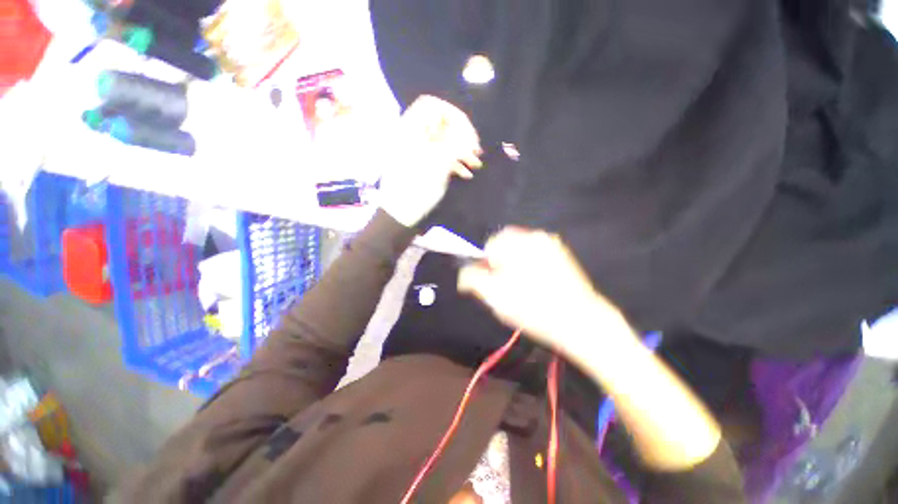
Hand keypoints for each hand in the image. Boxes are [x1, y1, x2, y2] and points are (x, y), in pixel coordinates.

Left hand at [378, 95, 481, 227]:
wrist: (401, 213)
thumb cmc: (416, 187)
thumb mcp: (438, 163)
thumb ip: (455, 143)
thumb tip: (467, 136)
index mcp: (410, 129)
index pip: (432, 105)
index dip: (452, 114)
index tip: (467, 131)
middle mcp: (413, 136)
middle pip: (440, 125)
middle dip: (462, 136)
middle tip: (476, 150)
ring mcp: (418, 152)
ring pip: (443, 143)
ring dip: (461, 151)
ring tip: (476, 164)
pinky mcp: (422, 166)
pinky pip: (439, 157)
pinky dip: (454, 163)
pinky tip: (466, 174)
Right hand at [457, 228, 632, 357]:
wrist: (579, 320)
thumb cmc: (533, 308)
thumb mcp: (495, 296)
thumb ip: (473, 279)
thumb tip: (464, 274)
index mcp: (517, 243)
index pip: (490, 246)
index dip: (487, 265)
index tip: (493, 282)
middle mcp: (534, 236)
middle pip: (505, 246)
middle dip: (501, 263)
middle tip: (506, 286)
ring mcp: (550, 243)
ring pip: (520, 251)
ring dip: (515, 264)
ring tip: (522, 287)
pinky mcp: (561, 253)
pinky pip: (535, 255)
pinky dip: (529, 265)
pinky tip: (536, 284)